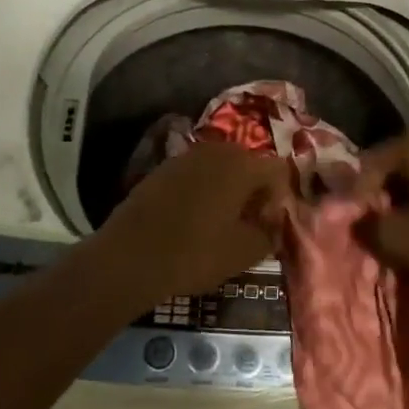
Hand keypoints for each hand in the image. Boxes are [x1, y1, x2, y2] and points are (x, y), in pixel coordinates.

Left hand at [88, 141, 292, 306]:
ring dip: (227, 190)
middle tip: (247, 224)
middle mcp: (217, 151)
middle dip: (253, 191)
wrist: (129, 257)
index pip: (277, 170)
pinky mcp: (162, 169)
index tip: (267, 226)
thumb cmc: (195, 253)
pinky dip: (201, 191)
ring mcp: (186, 157)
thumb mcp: (243, 253)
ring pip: (220, 168)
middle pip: (248, 164)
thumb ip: (269, 234)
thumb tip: (272, 225)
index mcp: (243, 164)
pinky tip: (192, 220)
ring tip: (220, 223)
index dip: (279, 198)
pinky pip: (195, 175)